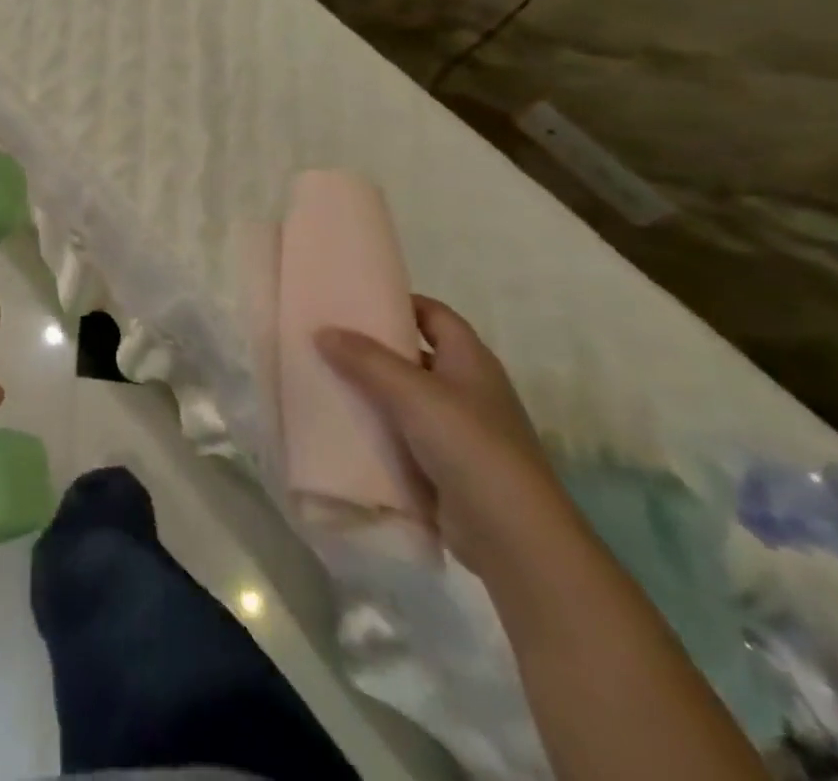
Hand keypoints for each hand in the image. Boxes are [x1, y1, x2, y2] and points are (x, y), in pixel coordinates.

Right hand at [315, 296, 579, 576]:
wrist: (514, 538)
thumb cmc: (470, 446)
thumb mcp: (412, 392)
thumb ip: (365, 359)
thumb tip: (323, 330)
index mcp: (471, 360)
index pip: (433, 314)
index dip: (399, 302)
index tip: (355, 300)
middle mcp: (468, 389)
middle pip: (416, 355)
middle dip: (375, 347)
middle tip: (328, 337)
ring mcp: (459, 431)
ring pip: (406, 397)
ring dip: (372, 390)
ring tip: (325, 376)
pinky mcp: (446, 467)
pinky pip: (404, 435)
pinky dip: (378, 428)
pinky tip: (343, 425)